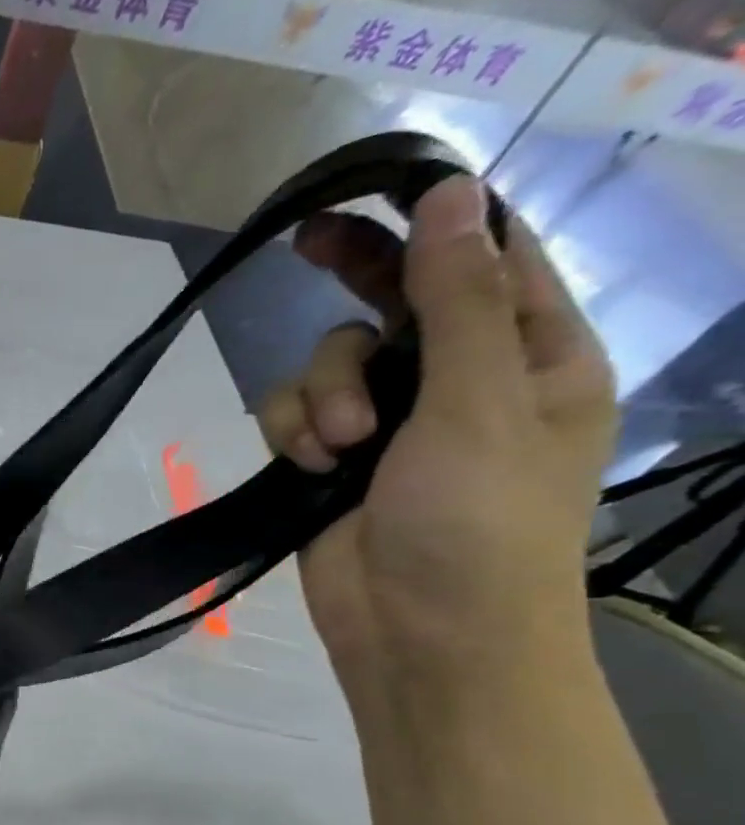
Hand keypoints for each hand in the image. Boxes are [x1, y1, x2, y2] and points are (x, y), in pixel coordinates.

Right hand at [257, 175, 615, 698]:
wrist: (421, 635)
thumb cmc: (480, 524)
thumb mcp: (482, 403)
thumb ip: (459, 301)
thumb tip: (451, 195)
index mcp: (531, 357)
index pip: (489, 260)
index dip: (438, 220)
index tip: (377, 190)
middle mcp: (458, 382)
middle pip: (395, 301)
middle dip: (354, 275)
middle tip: (303, 238)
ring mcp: (388, 426)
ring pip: (328, 364)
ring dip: (321, 395)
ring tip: (337, 446)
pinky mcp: (329, 463)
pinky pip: (293, 416)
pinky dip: (294, 433)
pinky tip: (310, 464)